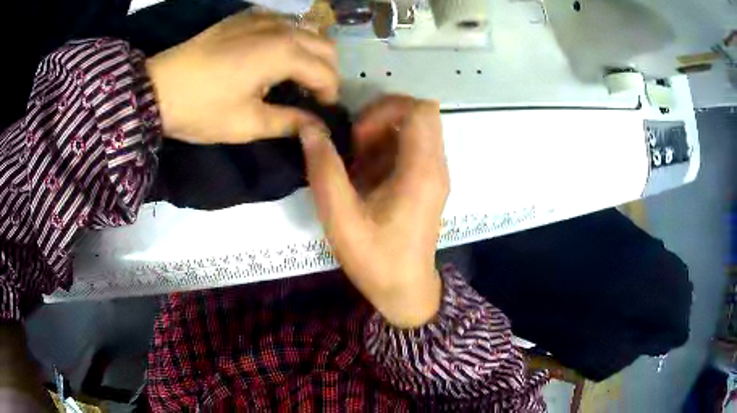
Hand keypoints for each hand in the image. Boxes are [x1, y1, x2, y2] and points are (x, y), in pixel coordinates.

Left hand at [146, 11, 338, 144]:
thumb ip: (290, 122)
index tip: (321, 114)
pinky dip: (289, 39)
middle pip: (324, 47)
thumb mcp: (248, 124)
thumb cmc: (202, 109)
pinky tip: (273, 56)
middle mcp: (282, 28)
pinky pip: (283, 23)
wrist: (157, 88)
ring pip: (306, 31)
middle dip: (327, 72)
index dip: (329, 96)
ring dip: (310, 54)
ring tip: (294, 77)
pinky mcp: (245, 17)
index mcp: (285, 53)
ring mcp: (263, 18)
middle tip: (312, 96)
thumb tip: (318, 128)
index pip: (326, 73)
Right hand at [301, 96, 448, 327]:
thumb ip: (324, 170)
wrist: (405, 290)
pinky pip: (410, 149)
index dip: (385, 110)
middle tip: (356, 145)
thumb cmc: (376, 260)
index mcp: (422, 170)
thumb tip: (309, 129)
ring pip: (413, 130)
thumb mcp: (341, 218)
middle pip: (419, 114)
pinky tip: (365, 178)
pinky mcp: (427, 182)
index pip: (419, 109)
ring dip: (381, 137)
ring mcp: (434, 174)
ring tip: (357, 166)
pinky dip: (385, 152)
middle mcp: (436, 166)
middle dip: (382, 119)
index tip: (358, 136)